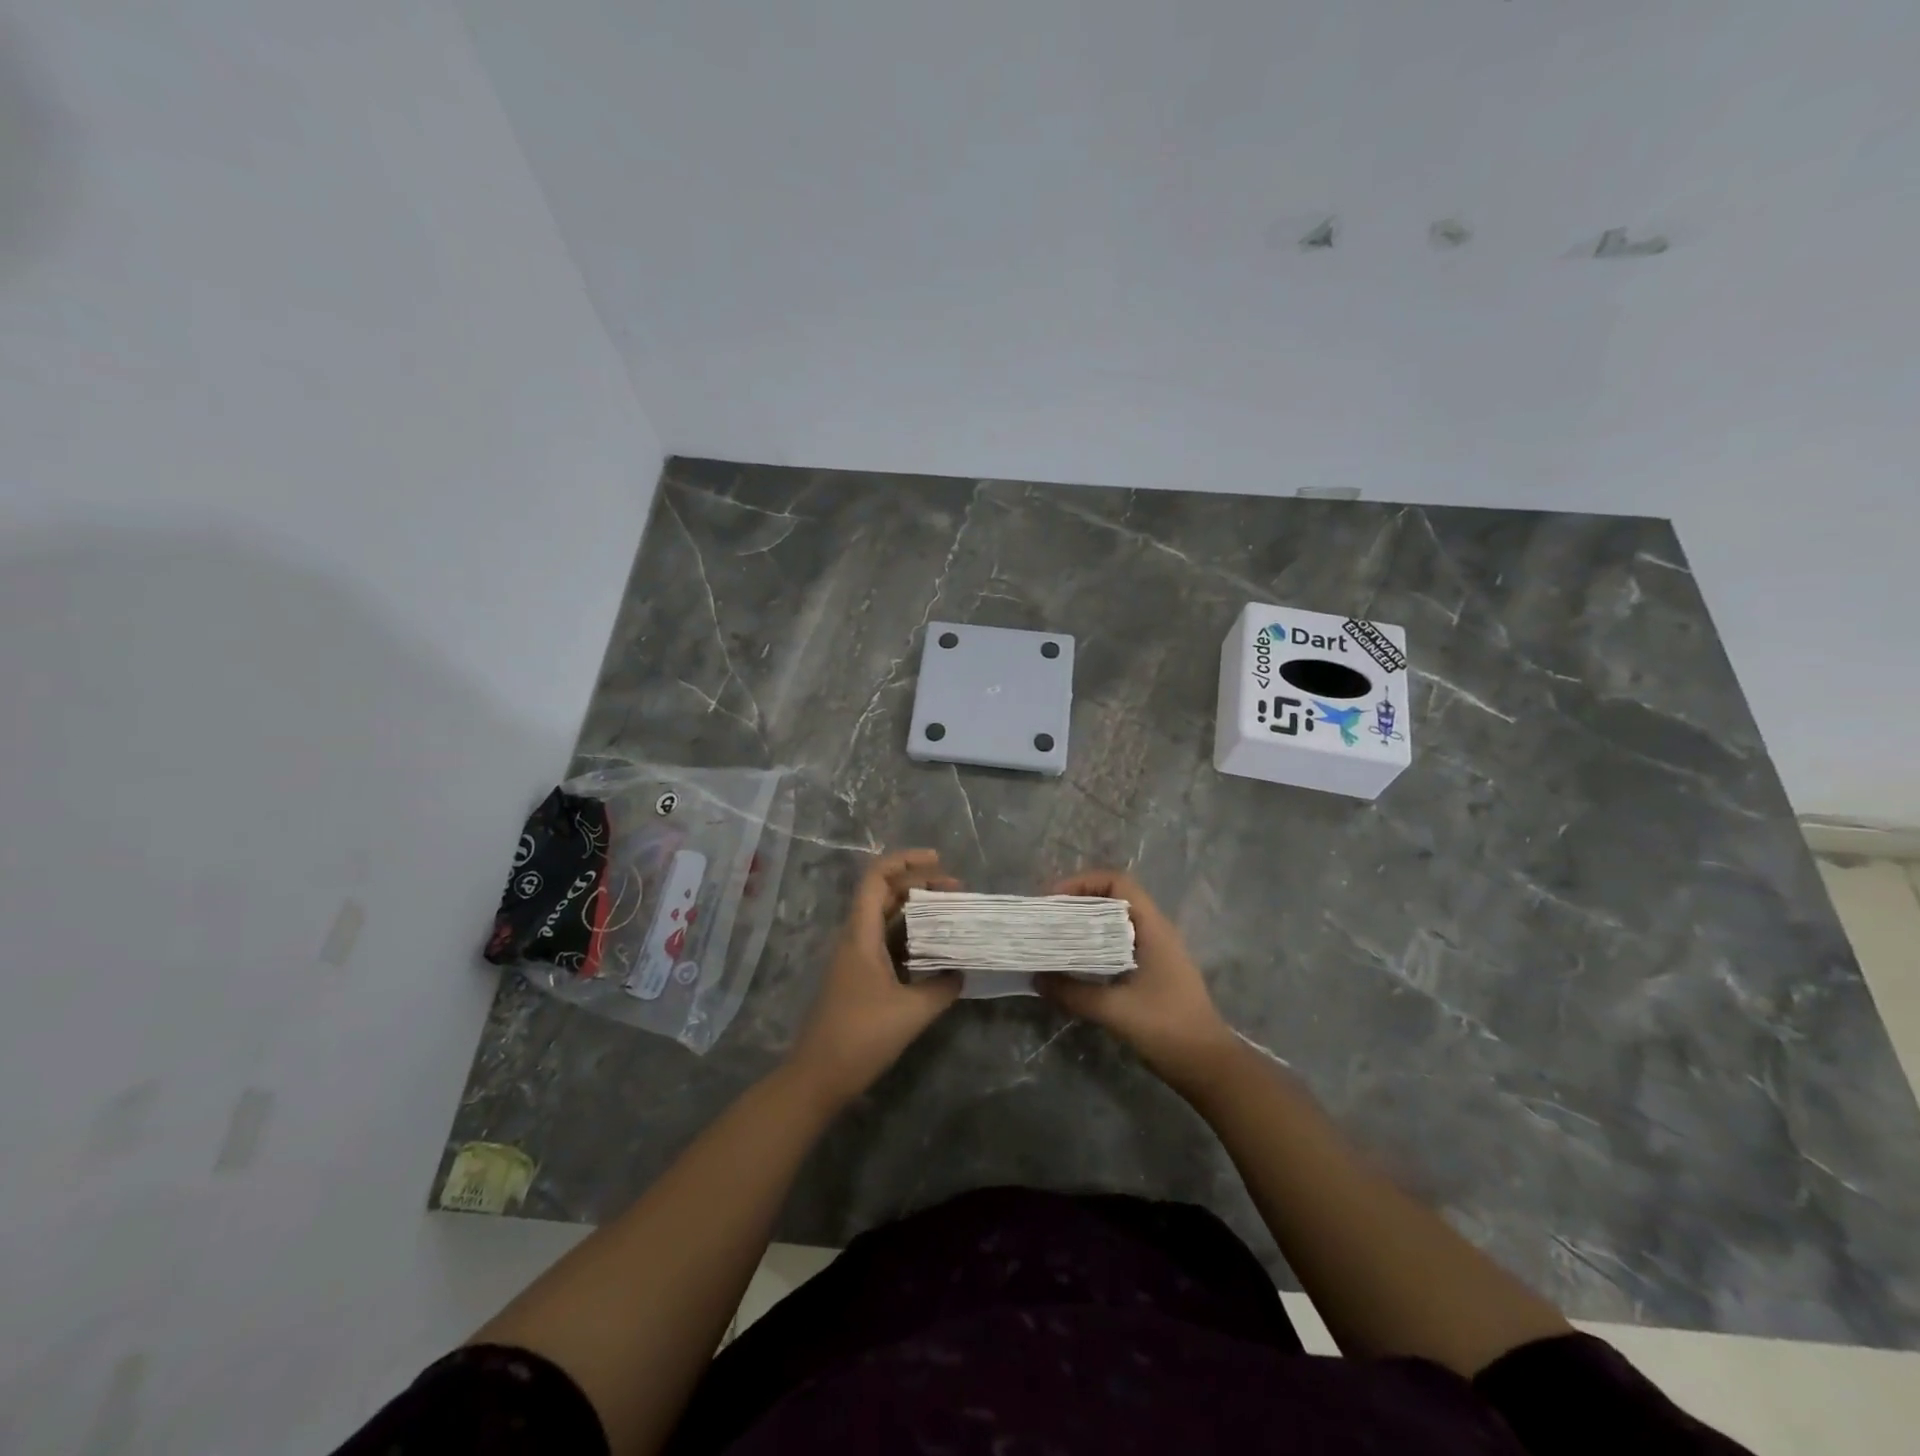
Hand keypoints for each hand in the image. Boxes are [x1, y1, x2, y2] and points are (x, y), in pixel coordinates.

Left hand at [789, 849, 963, 1104]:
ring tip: (951, 912)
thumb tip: (960, 973)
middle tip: (956, 890)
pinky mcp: (858, 976)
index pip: (878, 878)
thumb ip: (942, 987)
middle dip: (919, 883)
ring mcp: (854, 957)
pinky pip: (885, 940)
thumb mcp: (912, 1012)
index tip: (939, 861)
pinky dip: (910, 934)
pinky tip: (934, 948)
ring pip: (885, 917)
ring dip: (916, 909)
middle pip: (884, 892)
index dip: (906, 861)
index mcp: (861, 934)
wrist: (818, 1077)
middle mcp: (855, 937)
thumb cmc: (861, 1037)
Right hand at [1039, 870, 1235, 1086]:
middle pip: (1113, 899)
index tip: (1053, 900)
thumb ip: (1073, 992)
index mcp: (1152, 928)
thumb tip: (1037, 978)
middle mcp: (1155, 931)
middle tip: (1047, 919)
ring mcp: (1156, 952)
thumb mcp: (1115, 1010)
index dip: (1083, 883)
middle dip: (1077, 903)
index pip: (1117, 882)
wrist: (1208, 1066)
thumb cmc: (1167, 1028)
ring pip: (1114, 923)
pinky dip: (1094, 946)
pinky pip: (1118, 945)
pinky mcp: (1153, 972)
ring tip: (1054, 938)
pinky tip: (1075, 964)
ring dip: (1085, 926)